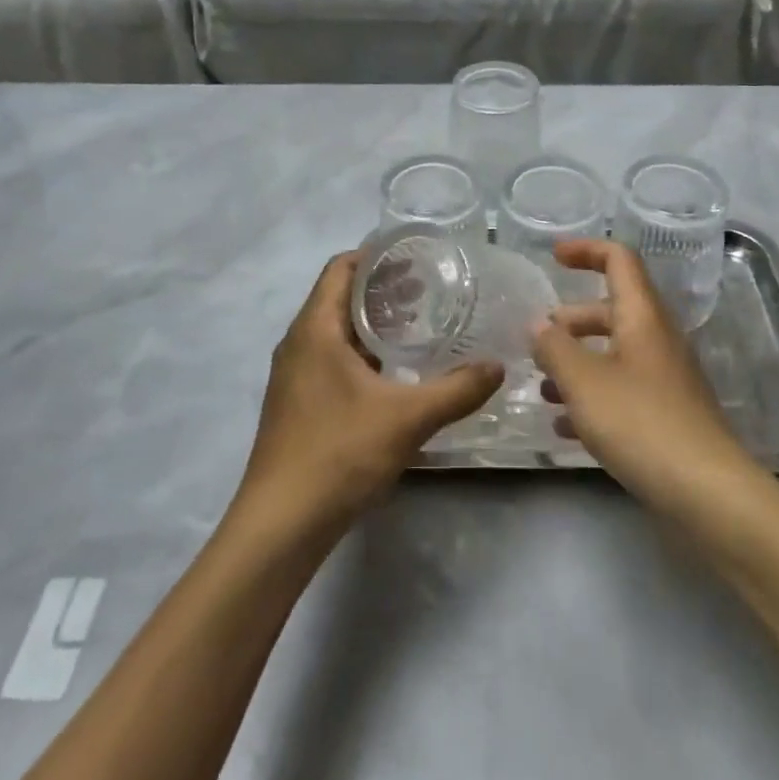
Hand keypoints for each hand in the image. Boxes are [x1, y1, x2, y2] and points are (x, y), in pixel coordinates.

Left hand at [235, 252, 503, 537]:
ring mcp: (294, 375)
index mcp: (315, 330)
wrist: (281, 524)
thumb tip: (498, 366)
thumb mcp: (407, 418)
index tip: (416, 254)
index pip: (341, 268)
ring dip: (372, 322)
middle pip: (339, 296)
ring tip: (418, 324)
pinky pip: (331, 359)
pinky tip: (394, 373)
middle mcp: (298, 343)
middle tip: (429, 288)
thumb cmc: (339, 454)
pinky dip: (362, 352)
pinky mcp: (297, 403)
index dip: (375, 254)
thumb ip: (456, 389)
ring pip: (335, 331)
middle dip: (381, 288)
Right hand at [532, 240, 760, 518]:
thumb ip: (555, 347)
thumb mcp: (584, 382)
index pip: (619, 261)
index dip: (586, 250)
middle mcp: (657, 340)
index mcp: (642, 317)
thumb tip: (538, 323)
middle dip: (571, 319)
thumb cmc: (641, 423)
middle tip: (537, 337)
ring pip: (614, 353)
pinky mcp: (667, 414)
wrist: (707, 492)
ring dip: (577, 361)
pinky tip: (565, 426)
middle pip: (612, 310)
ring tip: (542, 385)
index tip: (553, 258)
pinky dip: (592, 396)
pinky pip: (623, 390)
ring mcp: (666, 378)